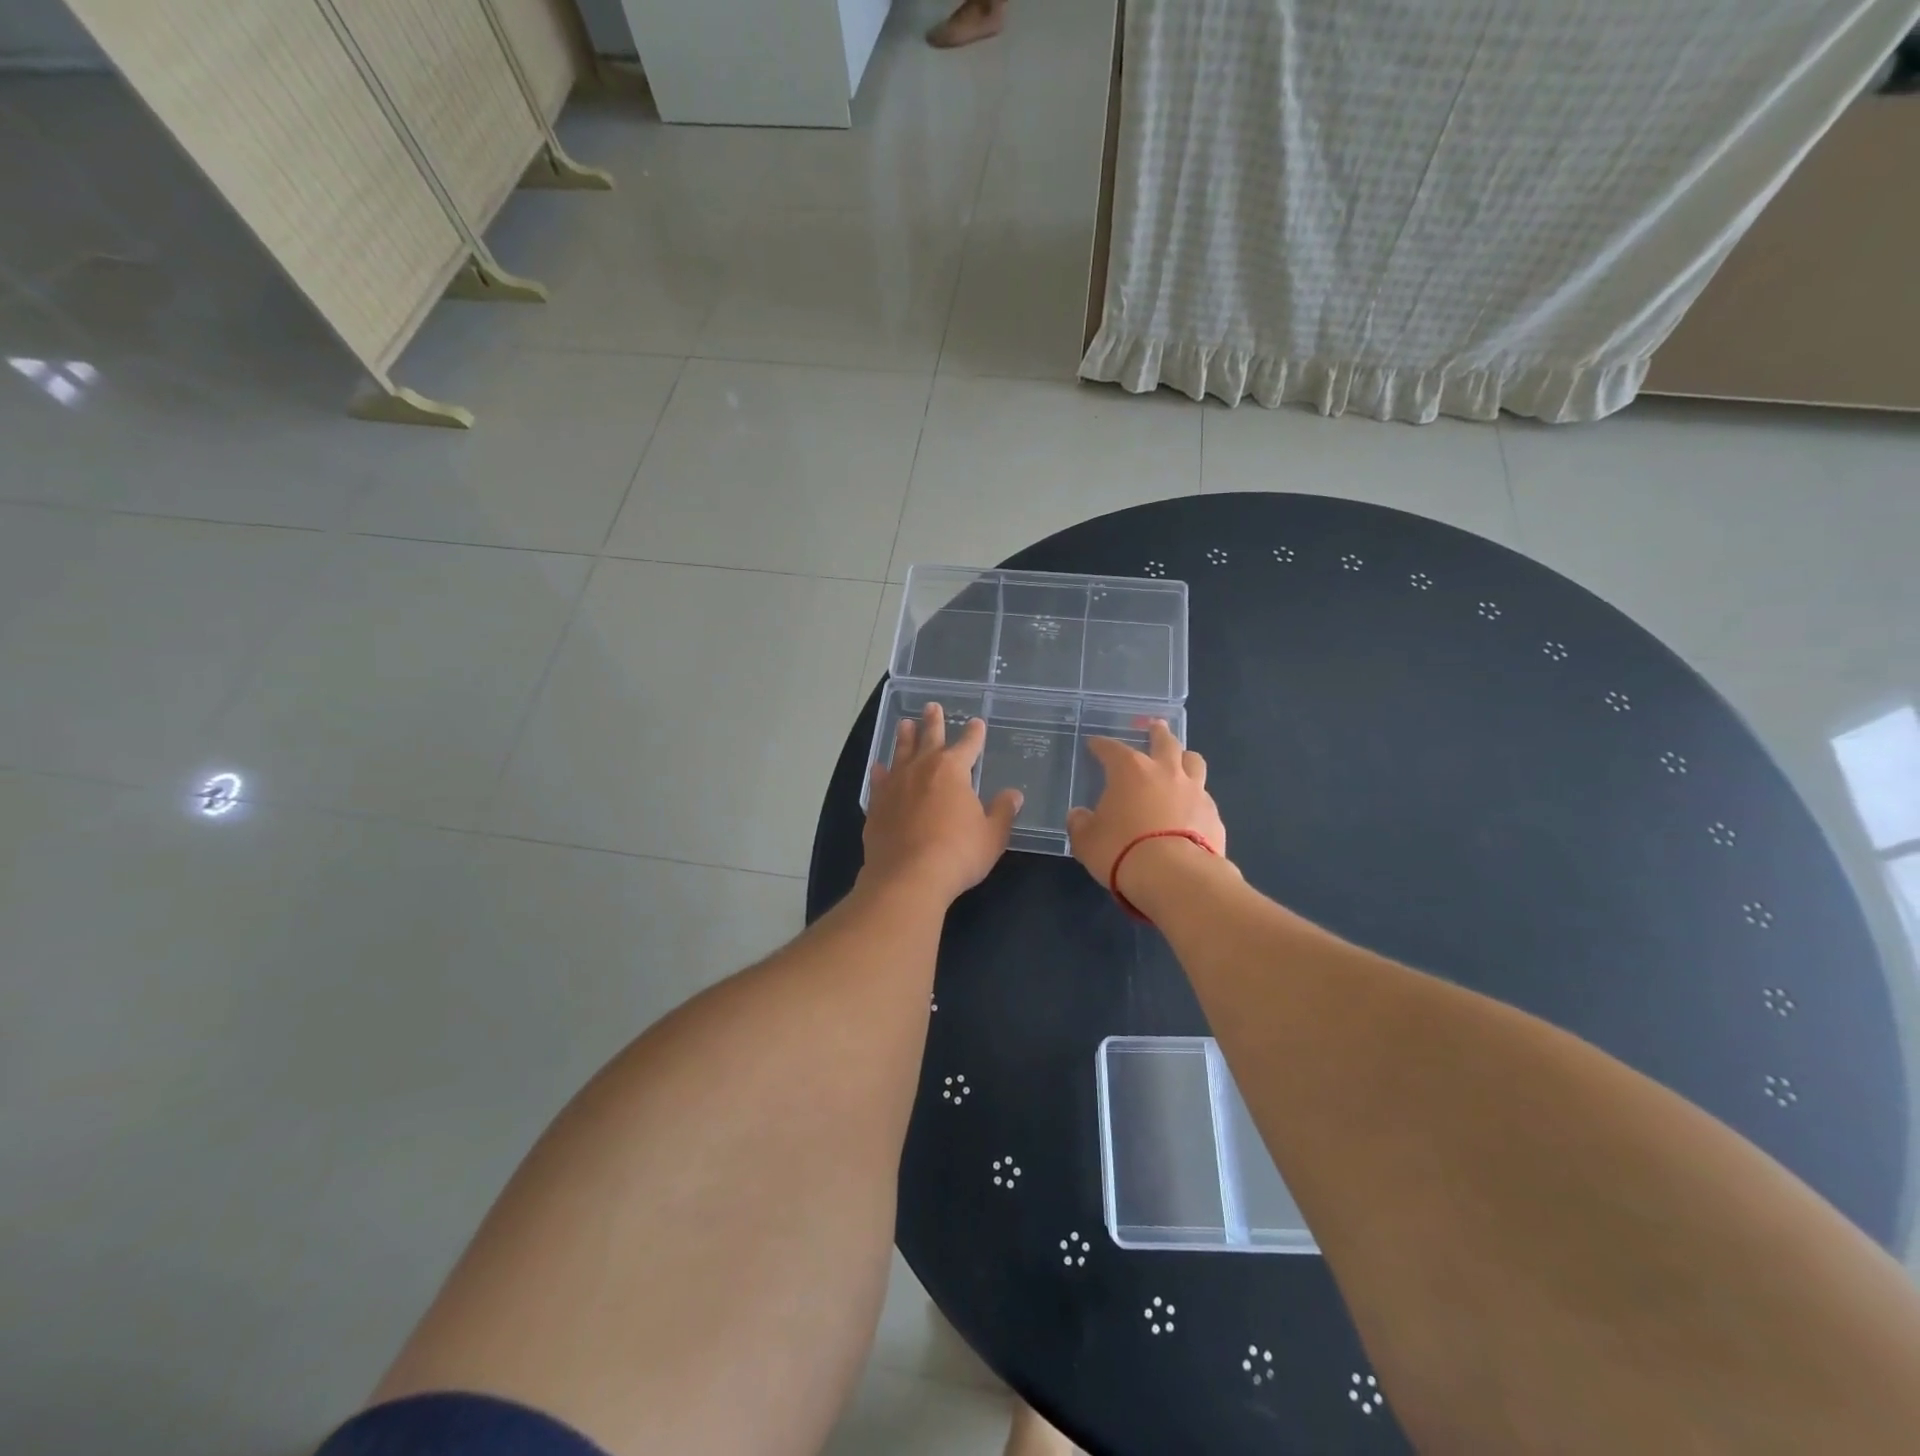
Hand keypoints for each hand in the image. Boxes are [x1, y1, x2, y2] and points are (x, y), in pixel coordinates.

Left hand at [863, 703, 1021, 904]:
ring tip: (904, 724)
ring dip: (904, 737)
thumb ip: (1002, 812)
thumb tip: (1013, 794)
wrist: (908, 877)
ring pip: (900, 753)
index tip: (976, 723)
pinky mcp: (877, 805)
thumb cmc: (958, 853)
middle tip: (931, 706)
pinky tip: (878, 767)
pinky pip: (879, 781)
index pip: (968, 745)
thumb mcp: (992, 835)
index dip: (974, 734)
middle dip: (932, 722)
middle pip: (929, 738)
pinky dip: (880, 772)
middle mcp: (922, 769)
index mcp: (953, 770)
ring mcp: (895, 785)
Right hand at [1065, 720, 1227, 901]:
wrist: (1175, 877)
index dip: (1101, 745)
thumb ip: (1081, 824)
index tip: (1095, 745)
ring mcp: (1195, 791)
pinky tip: (1191, 809)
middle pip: (1164, 742)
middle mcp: (1165, 772)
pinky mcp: (1214, 815)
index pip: (1112, 749)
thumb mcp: (1087, 841)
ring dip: (1184, 758)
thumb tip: (1079, 816)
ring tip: (1181, 760)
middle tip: (1155, 726)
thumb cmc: (1122, 850)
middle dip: (1157, 732)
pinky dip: (1195, 797)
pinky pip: (1204, 797)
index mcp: (1130, 771)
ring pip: (1194, 761)